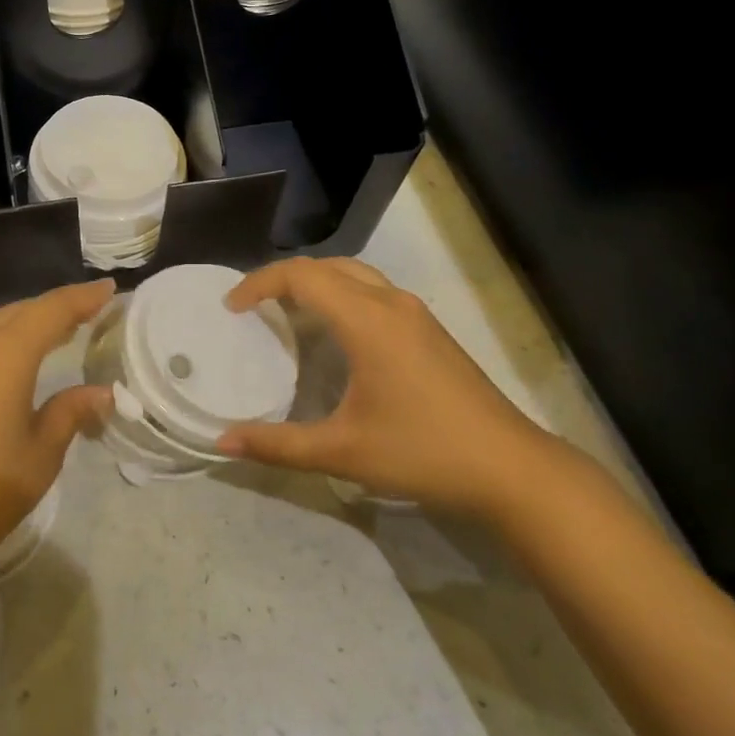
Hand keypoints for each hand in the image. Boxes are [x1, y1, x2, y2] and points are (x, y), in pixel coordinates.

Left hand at [0, 279, 115, 585]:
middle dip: (58, 309)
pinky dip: (4, 341)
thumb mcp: (40, 455)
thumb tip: (102, 393)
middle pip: (22, 312)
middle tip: (91, 312)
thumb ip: (71, 413)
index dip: (83, 297)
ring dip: (29, 324)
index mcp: (5, 354)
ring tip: (60, 333)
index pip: (53, 310)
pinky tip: (16, 360)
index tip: (110, 288)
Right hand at [217, 257, 562, 523]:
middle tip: (253, 309)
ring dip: (314, 283)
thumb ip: (277, 445)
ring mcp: (415, 314)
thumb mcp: (342, 452)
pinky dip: (340, 294)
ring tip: (287, 314)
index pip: (301, 276)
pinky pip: (372, 291)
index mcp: (367, 321)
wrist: (513, 469)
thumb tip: (221, 442)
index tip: (232, 308)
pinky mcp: (430, 329)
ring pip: (353, 275)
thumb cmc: (424, 453)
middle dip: (283, 279)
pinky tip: (334, 333)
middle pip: (325, 266)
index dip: (259, 283)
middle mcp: (391, 304)